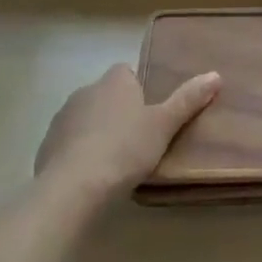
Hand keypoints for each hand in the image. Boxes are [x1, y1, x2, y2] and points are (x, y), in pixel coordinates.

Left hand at [35, 65, 219, 205]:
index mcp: (114, 81)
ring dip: (97, 132)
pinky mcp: (46, 146)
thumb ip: (188, 100)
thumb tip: (215, 74)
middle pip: (106, 95)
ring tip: (115, 162)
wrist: (72, 188)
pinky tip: (91, 176)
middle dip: (119, 112)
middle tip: (138, 140)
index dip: (139, 90)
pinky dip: (79, 154)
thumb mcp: (164, 125)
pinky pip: (69, 143)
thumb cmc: (124, 149)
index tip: (150, 113)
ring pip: (86, 119)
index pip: (127, 73)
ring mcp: (62, 119)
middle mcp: (85, 91)